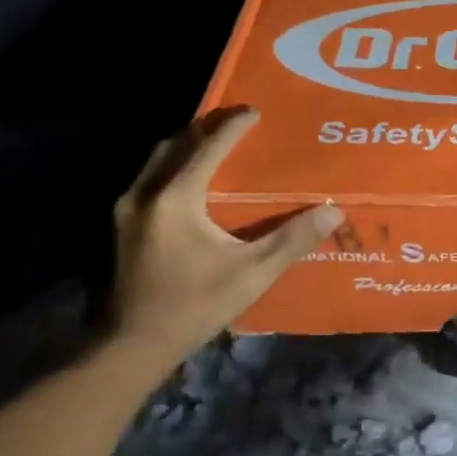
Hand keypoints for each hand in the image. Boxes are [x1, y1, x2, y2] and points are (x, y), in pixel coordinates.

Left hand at [111, 109, 341, 359]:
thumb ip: (292, 240)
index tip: (255, 111)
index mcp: (176, 199)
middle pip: (174, 144)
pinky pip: (150, 179)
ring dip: (186, 148)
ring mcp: (127, 210)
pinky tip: (193, 184)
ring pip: (157, 161)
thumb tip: (333, 212)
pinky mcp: (123, 226)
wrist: (134, 344)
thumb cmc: (194, 305)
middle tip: (235, 125)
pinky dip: (173, 168)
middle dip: (205, 129)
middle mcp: (145, 194)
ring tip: (216, 147)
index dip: (233, 127)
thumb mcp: (252, 274)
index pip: (208, 148)